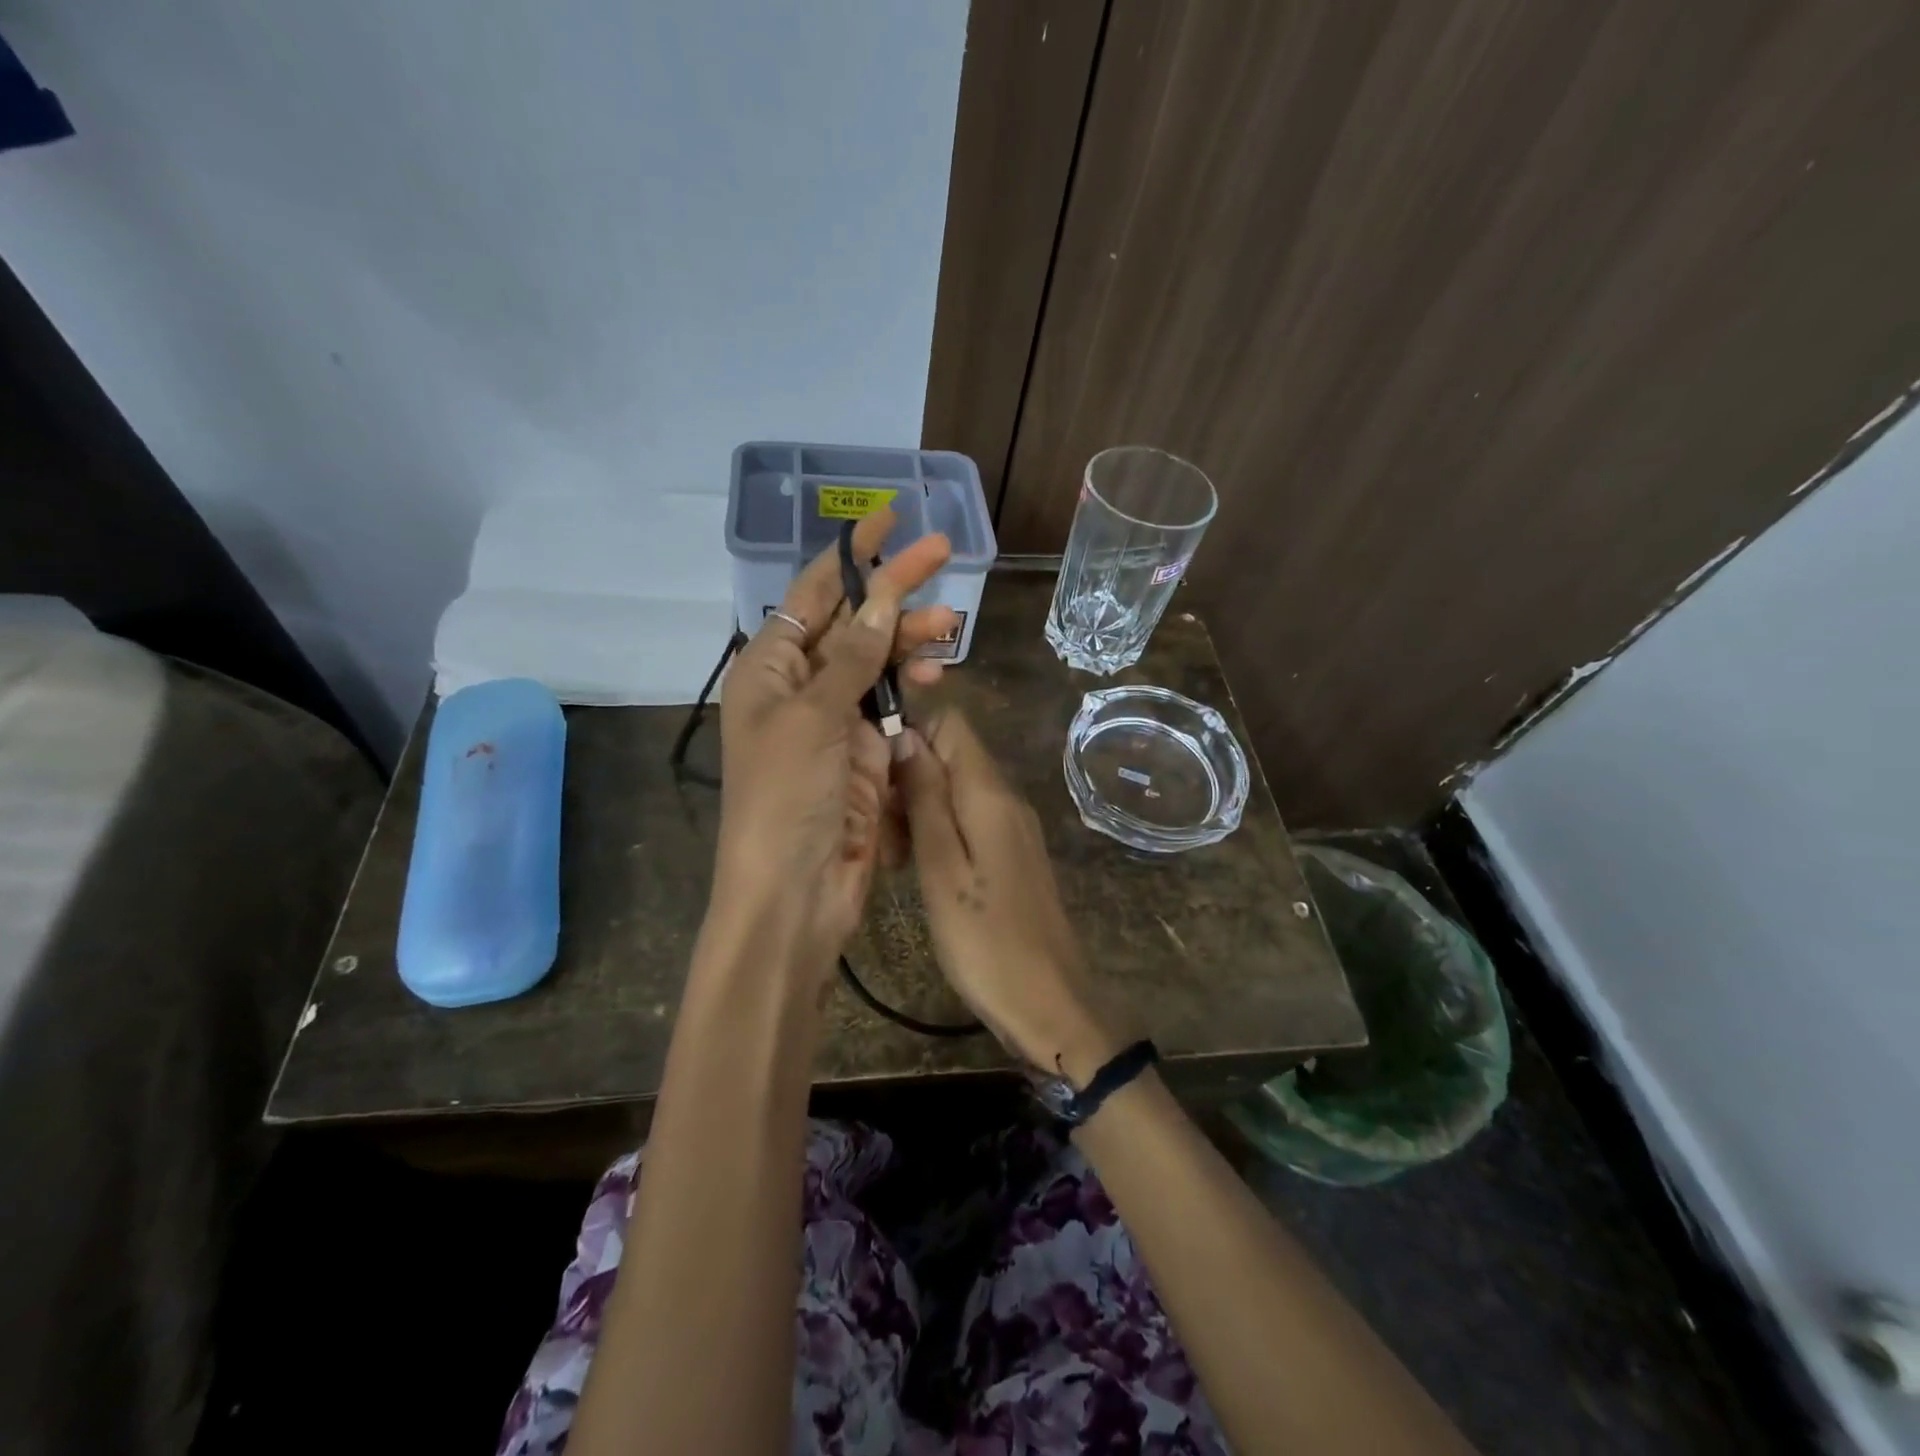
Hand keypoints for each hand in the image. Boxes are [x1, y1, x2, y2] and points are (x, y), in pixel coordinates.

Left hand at [713, 511, 956, 974]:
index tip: (887, 517)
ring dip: (909, 640)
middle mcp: (798, 687)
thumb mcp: (813, 719)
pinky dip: (911, 686)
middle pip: (851, 622)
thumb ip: (851, 658)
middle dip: (893, 590)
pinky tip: (934, 674)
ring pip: (877, 662)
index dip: (850, 555)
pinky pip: (890, 704)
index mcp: (768, 669)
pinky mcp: (863, 753)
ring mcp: (833, 721)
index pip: (812, 595)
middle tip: (944, 555)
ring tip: (951, 626)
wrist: (794, 894)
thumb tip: (881, 599)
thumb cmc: (785, 800)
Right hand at [894, 709, 1122, 1082]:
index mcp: (990, 792)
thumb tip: (906, 736)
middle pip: (950, 755)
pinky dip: (938, 832)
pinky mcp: (1011, 854)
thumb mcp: (942, 868)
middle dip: (908, 777)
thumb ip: (925, 798)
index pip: (950, 722)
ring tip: (894, 857)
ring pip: (955, 790)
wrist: (1051, 1003)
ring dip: (918, 809)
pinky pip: (969, 821)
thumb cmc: (987, 941)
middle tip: (880, 829)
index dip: (909, 732)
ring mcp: (1012, 826)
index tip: (875, 771)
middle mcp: (1006, 798)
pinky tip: (918, 869)